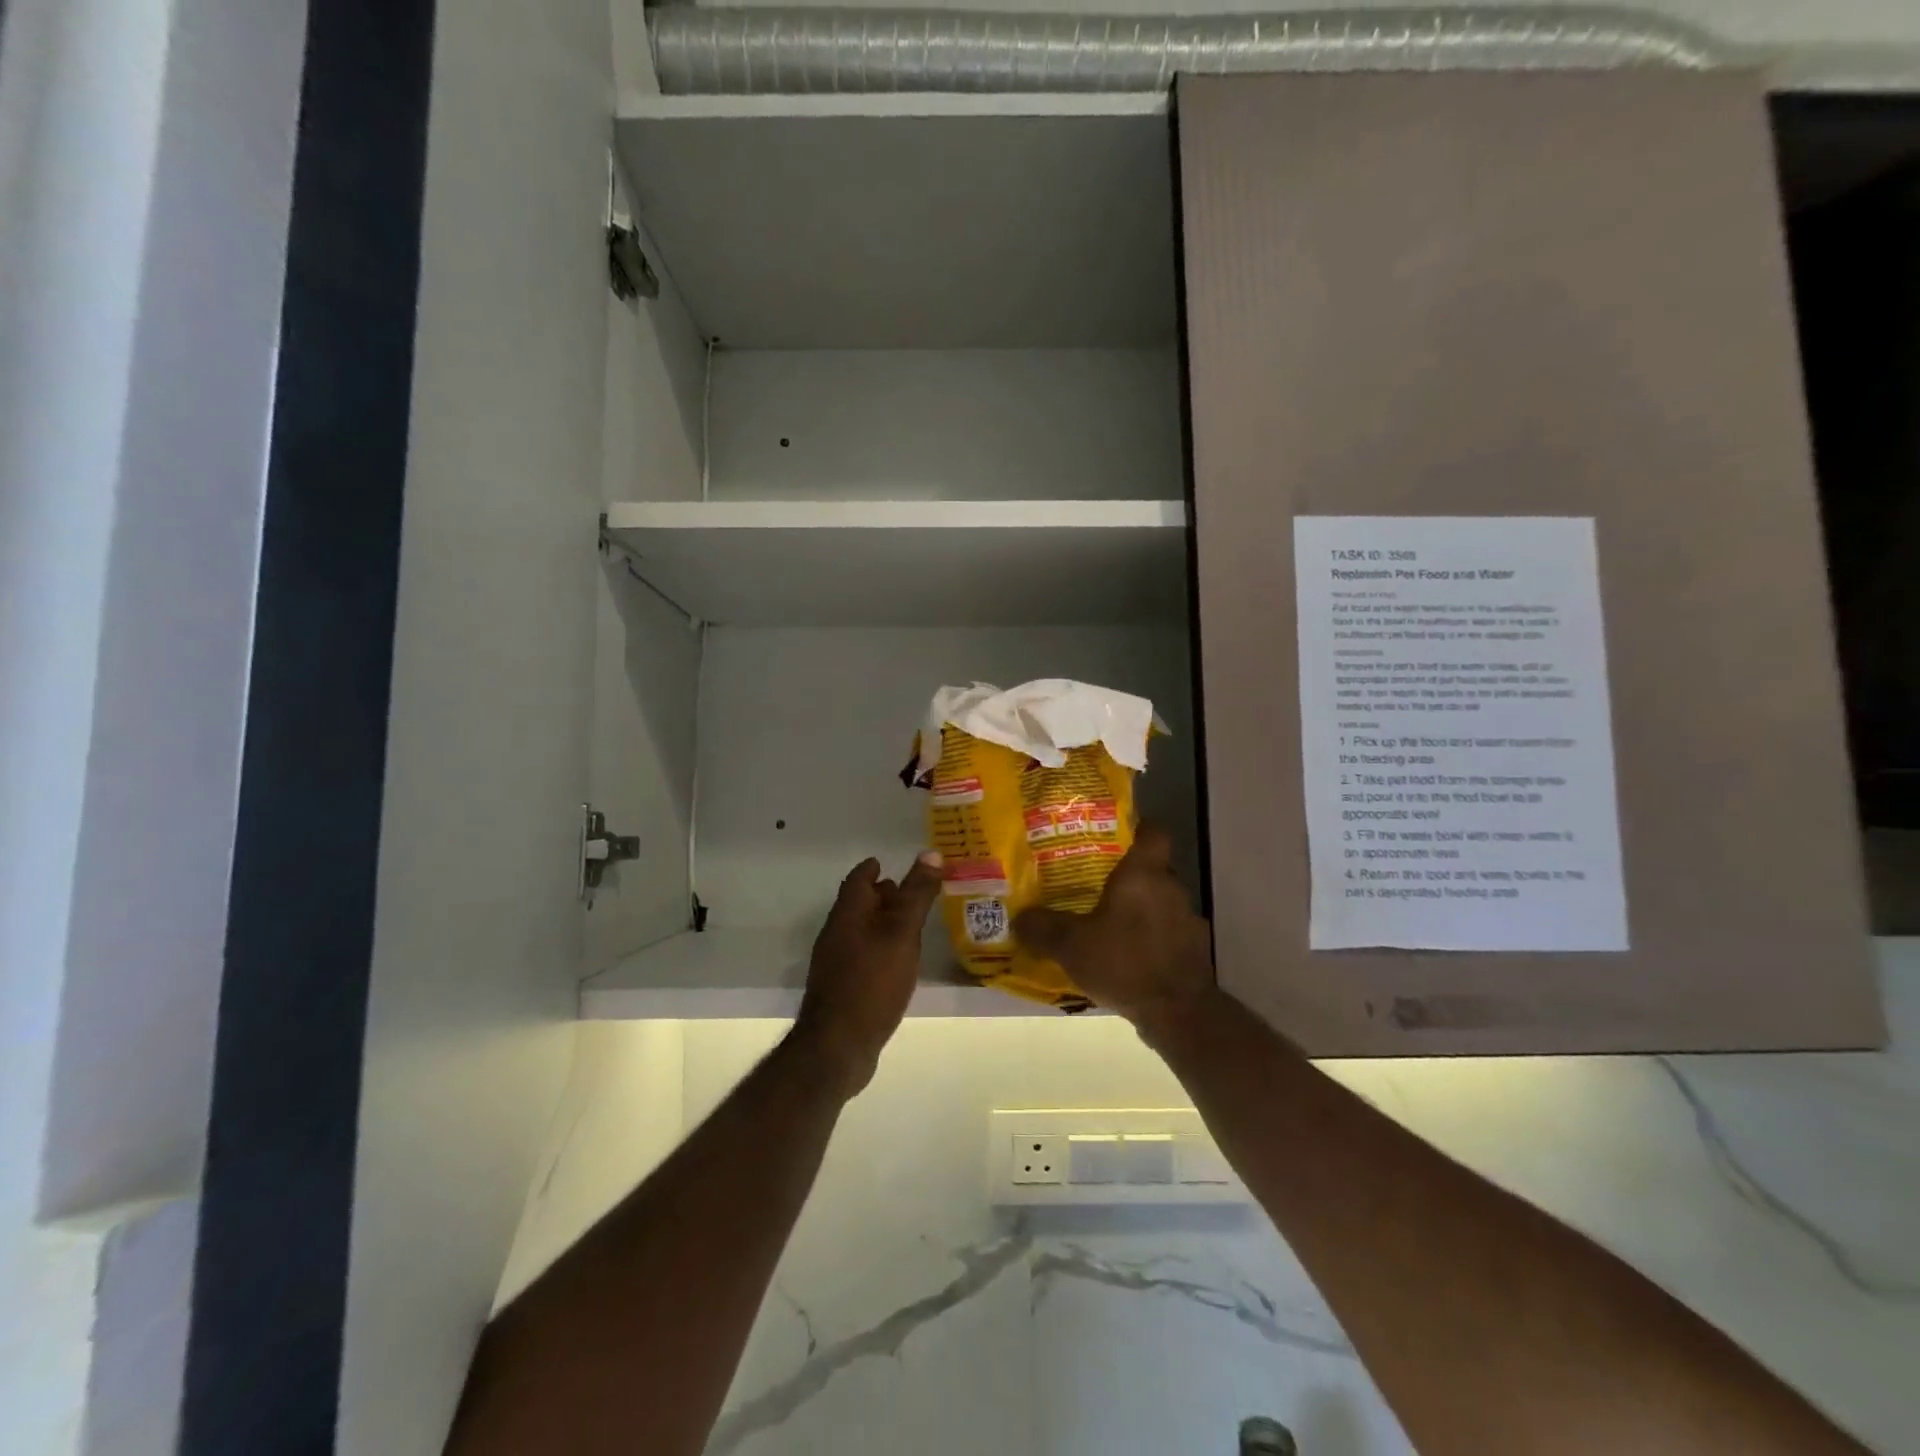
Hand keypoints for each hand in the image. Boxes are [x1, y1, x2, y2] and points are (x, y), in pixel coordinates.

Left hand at [793, 850, 944, 1097]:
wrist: (838, 1045)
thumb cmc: (872, 980)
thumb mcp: (902, 932)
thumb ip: (917, 894)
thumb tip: (931, 853)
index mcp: (848, 913)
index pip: (858, 879)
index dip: (873, 868)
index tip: (888, 863)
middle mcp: (837, 933)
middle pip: (859, 905)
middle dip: (882, 895)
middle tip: (911, 892)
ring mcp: (836, 963)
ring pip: (861, 931)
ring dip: (883, 923)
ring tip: (912, 926)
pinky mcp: (842, 989)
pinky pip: (863, 956)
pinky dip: (881, 949)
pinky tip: (899, 963)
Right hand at [1013, 824, 1215, 1033]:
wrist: (1178, 1012)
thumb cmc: (1124, 962)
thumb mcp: (1070, 945)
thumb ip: (1042, 928)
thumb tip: (1019, 918)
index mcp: (1143, 874)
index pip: (1152, 832)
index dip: (1136, 829)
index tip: (1113, 837)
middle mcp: (1171, 888)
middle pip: (1152, 869)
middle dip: (1127, 876)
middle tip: (1095, 884)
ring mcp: (1187, 919)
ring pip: (1160, 902)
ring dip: (1140, 910)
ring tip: (1109, 923)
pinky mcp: (1194, 949)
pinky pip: (1168, 932)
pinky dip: (1151, 938)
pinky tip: (1129, 956)